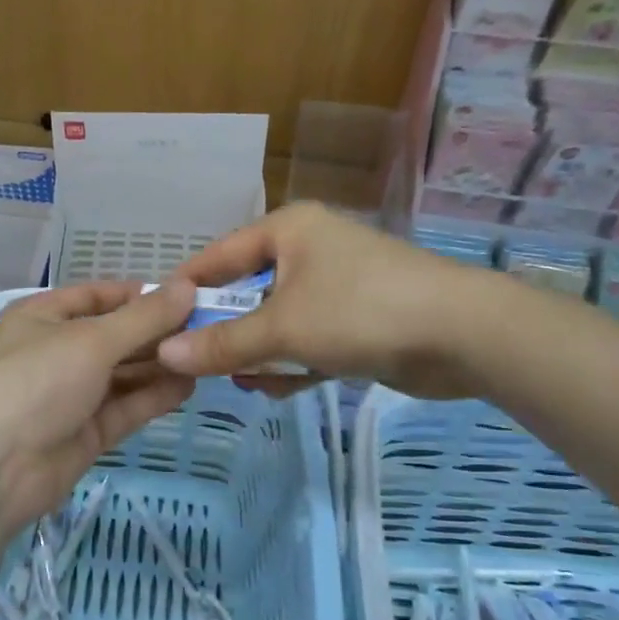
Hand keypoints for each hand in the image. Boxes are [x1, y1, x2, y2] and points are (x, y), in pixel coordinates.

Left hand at [0, 281, 197, 531]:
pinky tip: (188, 386)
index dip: (137, 295)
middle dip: (156, 333)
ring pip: (123, 373)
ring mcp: (72, 394)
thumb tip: (188, 285)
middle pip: (114, 335)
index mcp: (43, 317)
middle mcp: (57, 351)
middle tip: (207, 327)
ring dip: (159, 364)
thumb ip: (144, 317)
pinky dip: (153, 397)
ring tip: (206, 355)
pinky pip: (125, 407)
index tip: (184, 295)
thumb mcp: (92, 340)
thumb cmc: (37, 381)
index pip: (96, 296)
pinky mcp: (86, 432)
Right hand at [157, 202, 505, 398]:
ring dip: (257, 352)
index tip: (154, 321)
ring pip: (276, 320)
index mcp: (288, 230)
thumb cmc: (360, 311)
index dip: (186, 289)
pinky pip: (307, 339)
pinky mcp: (357, 319)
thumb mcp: (282, 328)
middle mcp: (308, 250)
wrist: (464, 334)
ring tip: (239, 382)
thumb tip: (164, 354)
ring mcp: (335, 285)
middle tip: (194, 364)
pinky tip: (276, 390)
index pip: (218, 255)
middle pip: (246, 291)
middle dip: (224, 330)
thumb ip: (222, 344)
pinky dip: (292, 362)